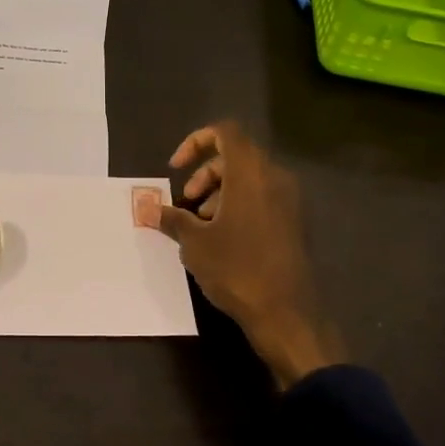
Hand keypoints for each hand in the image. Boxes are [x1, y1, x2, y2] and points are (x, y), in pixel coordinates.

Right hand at [159, 121, 343, 388]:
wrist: (286, 312)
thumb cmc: (236, 269)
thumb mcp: (195, 243)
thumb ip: (173, 219)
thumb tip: (150, 209)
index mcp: (251, 174)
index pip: (225, 132)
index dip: (196, 142)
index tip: (176, 169)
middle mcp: (275, 178)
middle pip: (236, 157)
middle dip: (204, 174)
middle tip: (186, 204)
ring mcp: (289, 201)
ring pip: (249, 180)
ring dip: (219, 193)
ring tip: (201, 227)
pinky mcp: (294, 223)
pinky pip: (262, 199)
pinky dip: (239, 206)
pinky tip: (222, 240)